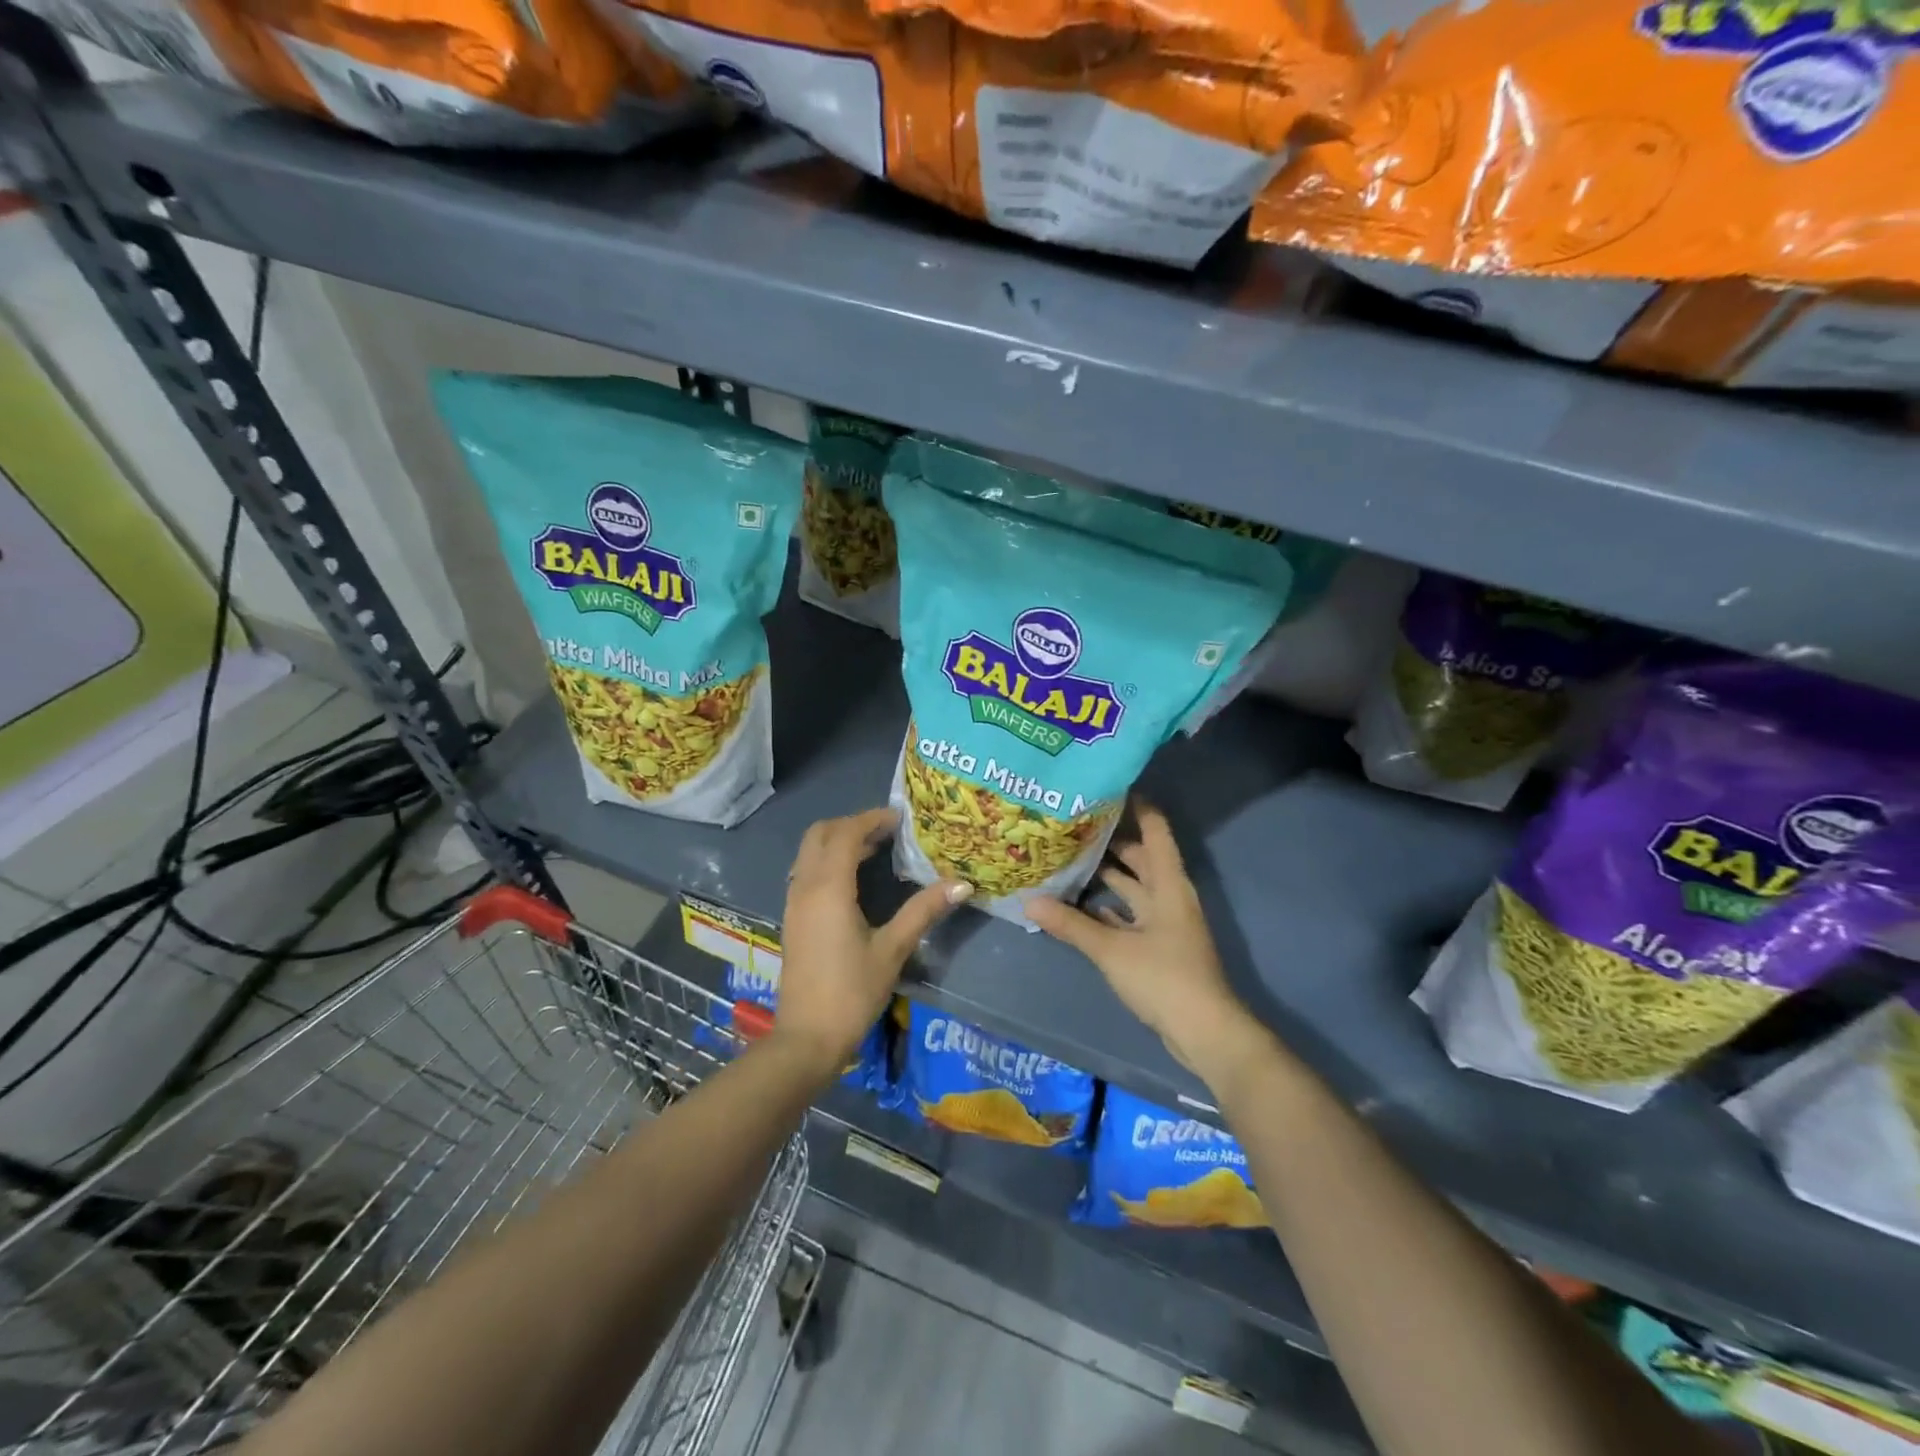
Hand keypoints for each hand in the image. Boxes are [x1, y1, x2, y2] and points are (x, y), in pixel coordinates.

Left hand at [776, 807, 970, 1073]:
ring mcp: (794, 903)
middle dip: (852, 824)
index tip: (901, 818)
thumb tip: (962, 883)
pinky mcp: (792, 919)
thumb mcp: (893, 949)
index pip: (846, 834)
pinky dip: (828, 861)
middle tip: (887, 831)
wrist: (807, 1038)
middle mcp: (805, 887)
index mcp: (829, 888)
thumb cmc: (852, 992)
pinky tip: (854, 880)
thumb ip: (923, 911)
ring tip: (876, 850)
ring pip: (810, 852)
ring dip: (838, 842)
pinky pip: (807, 872)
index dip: (872, 819)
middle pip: (820, 834)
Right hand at [1028, 802, 1262, 1083]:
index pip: (1155, 830)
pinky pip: (1128, 914)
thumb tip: (1029, 900)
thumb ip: (1071, 925)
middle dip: (1110, 839)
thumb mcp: (1112, 949)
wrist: (1204, 1031)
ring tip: (1067, 856)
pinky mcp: (1157, 946)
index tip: (1107, 785)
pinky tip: (1079, 903)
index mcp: (1167, 883)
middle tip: (1071, 822)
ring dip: (1106, 874)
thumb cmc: (1164, 978)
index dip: (1137, 805)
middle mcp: (1168, 895)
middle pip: (1140, 856)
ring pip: (1132, 887)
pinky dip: (1107, 907)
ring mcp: (1164, 922)